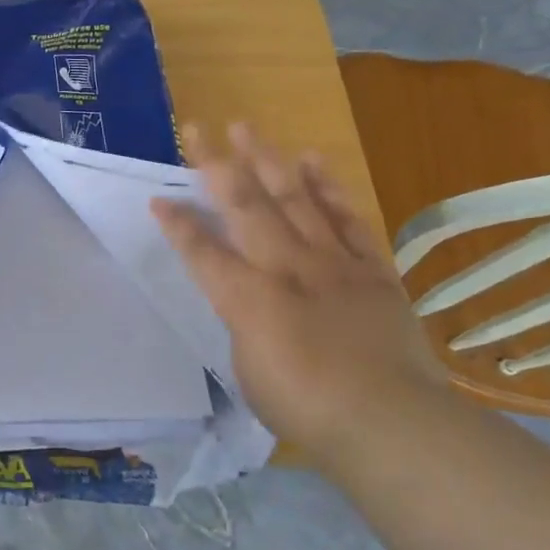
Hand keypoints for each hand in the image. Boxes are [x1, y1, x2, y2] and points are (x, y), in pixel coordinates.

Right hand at [150, 125, 446, 457]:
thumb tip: (251, 303)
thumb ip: (244, 325)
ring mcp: (331, 263)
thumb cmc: (306, 408)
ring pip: (293, 198)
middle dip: (215, 164)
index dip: (176, 225)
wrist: (391, 421)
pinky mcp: (370, 269)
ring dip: (266, 160)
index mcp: (246, 297)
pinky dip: (328, 188)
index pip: (201, 251)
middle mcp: (284, 266)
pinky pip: (345, 219)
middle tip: (197, 128)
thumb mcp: (249, 370)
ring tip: (247, 128)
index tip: (158, 198)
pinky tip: (312, 161)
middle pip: (244, 205)